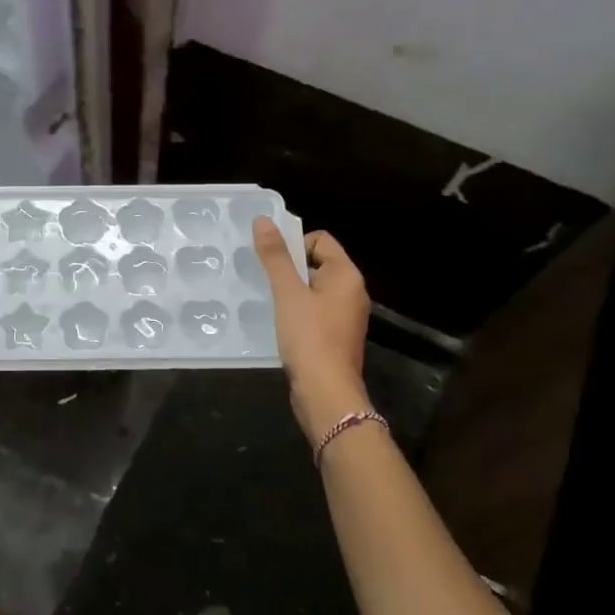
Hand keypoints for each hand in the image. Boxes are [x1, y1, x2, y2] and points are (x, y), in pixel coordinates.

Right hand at [252, 217, 371, 439]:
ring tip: (268, 303)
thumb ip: (275, 256)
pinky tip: (279, 325)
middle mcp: (352, 291)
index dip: (294, 244)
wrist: (327, 394)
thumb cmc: (309, 337)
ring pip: (313, 290)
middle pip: (317, 263)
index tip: (272, 263)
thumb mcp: (288, 293)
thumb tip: (263, 220)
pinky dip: (296, 313)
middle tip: (264, 282)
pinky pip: (314, 312)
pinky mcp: (336, 337)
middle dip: (289, 269)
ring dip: (290, 293)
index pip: (320, 239)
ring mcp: (346, 316)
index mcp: (346, 275)